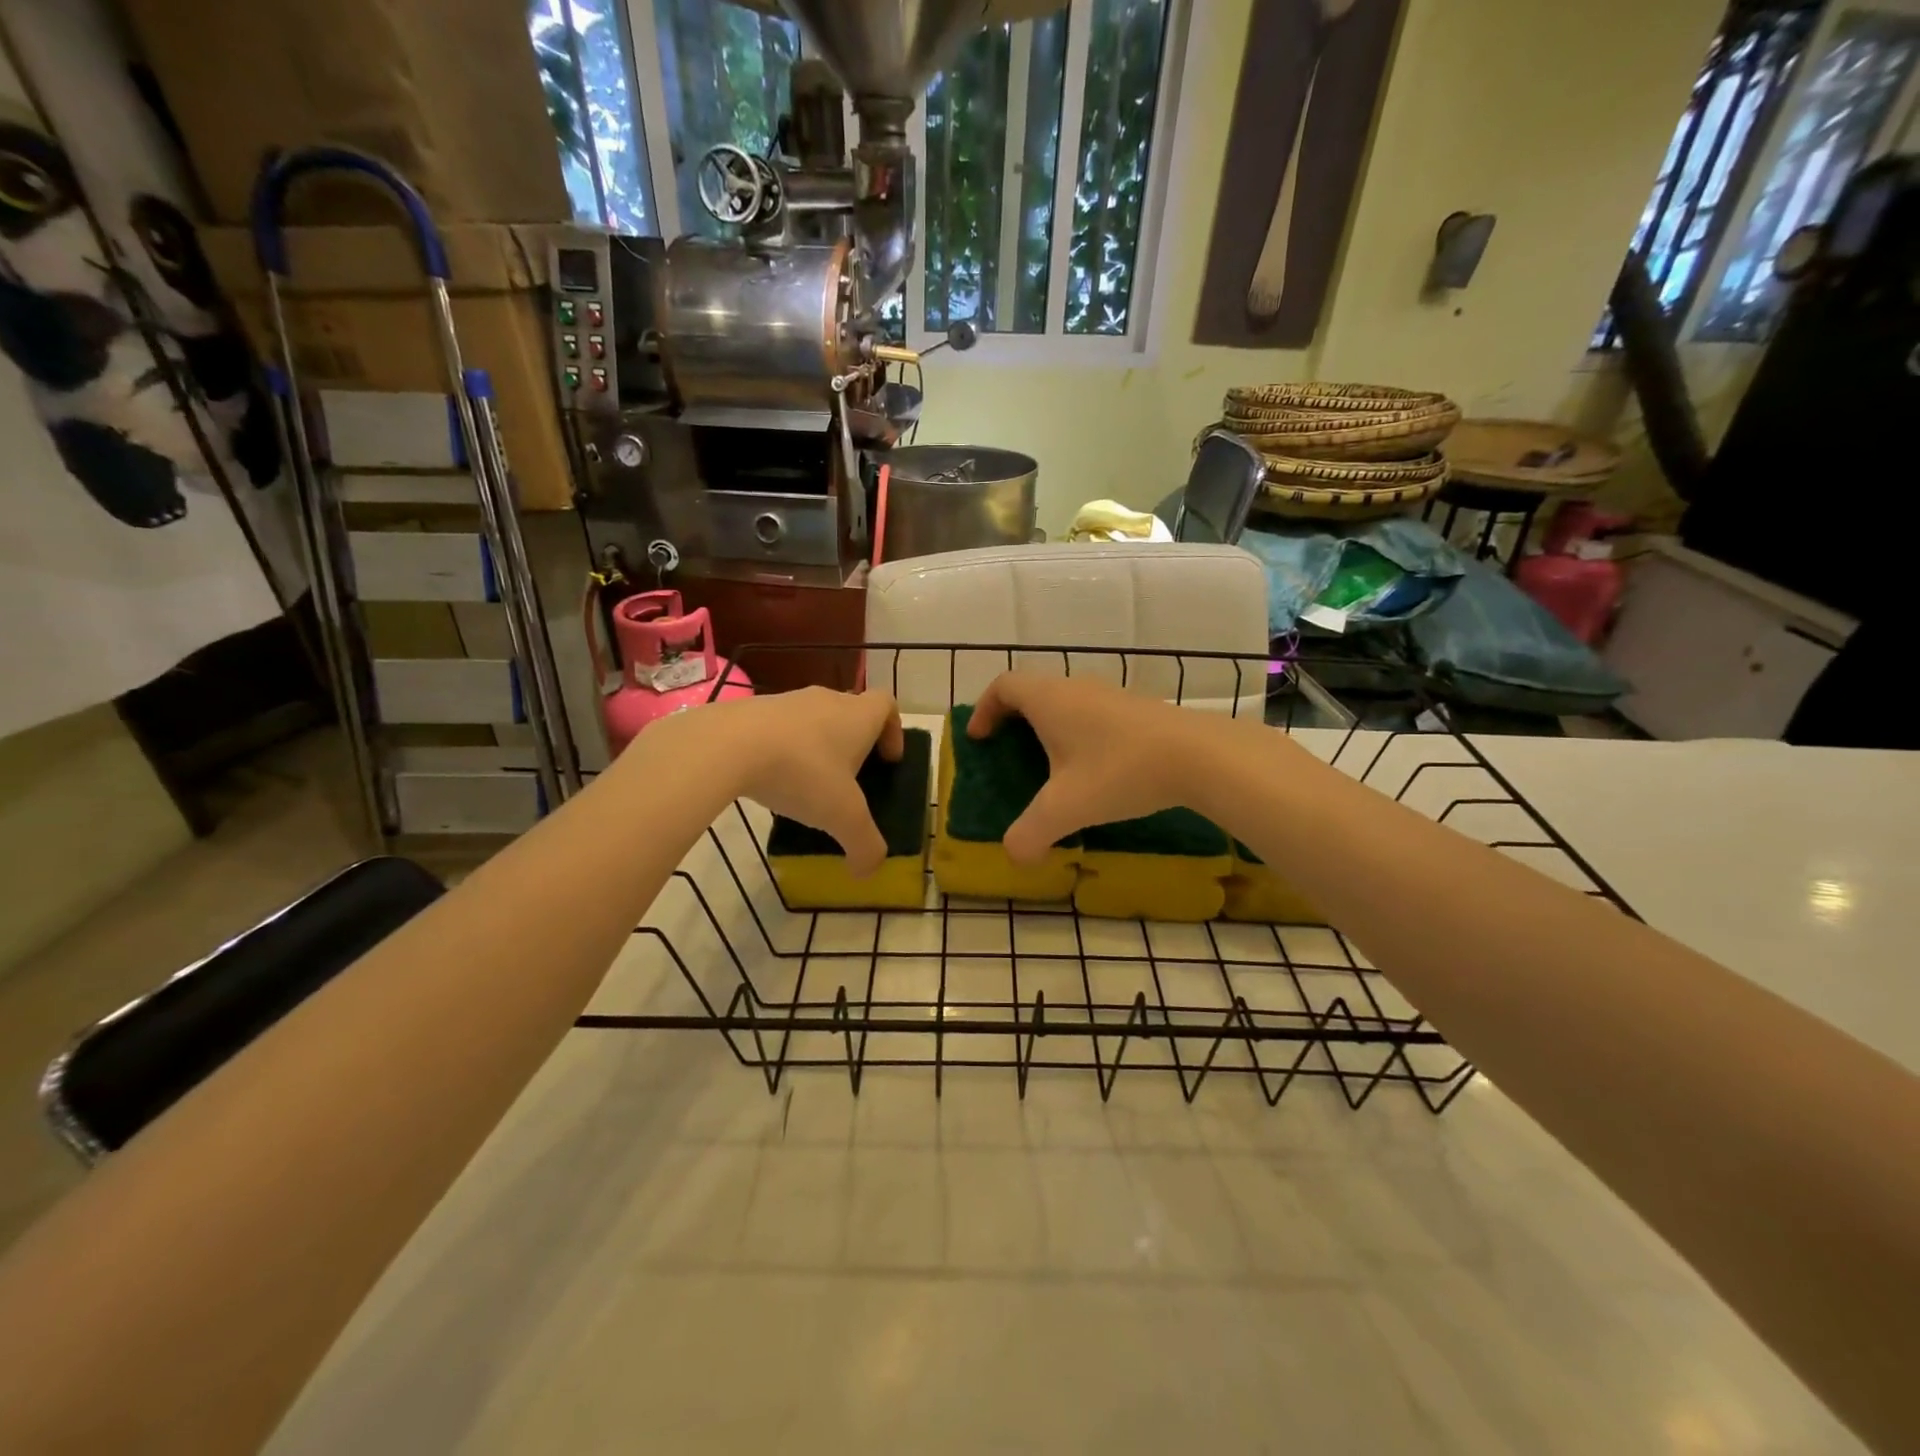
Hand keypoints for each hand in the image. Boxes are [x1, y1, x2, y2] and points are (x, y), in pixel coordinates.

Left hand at [702, 687, 903, 875]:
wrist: (728, 745)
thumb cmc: (802, 772)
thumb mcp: (842, 816)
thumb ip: (864, 845)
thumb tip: (868, 871)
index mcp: (858, 716)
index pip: (887, 704)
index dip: (893, 731)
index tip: (888, 760)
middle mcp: (827, 700)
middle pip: (851, 712)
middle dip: (855, 744)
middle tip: (850, 780)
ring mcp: (787, 701)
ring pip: (814, 720)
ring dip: (818, 747)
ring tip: (808, 785)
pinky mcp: (753, 710)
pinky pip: (780, 728)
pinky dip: (783, 750)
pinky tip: (772, 780)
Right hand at [967, 673, 1211, 863]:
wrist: (1198, 755)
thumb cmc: (1119, 771)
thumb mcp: (1066, 808)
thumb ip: (1030, 834)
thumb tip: (1014, 856)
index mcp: (1049, 699)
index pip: (1003, 685)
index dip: (984, 709)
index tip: (980, 738)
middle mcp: (1076, 687)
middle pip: (1033, 691)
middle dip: (1014, 719)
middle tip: (1009, 753)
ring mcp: (1110, 694)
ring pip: (1066, 701)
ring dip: (1050, 726)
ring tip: (1050, 765)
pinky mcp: (1137, 708)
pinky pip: (1093, 712)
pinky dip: (1080, 733)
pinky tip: (1094, 769)